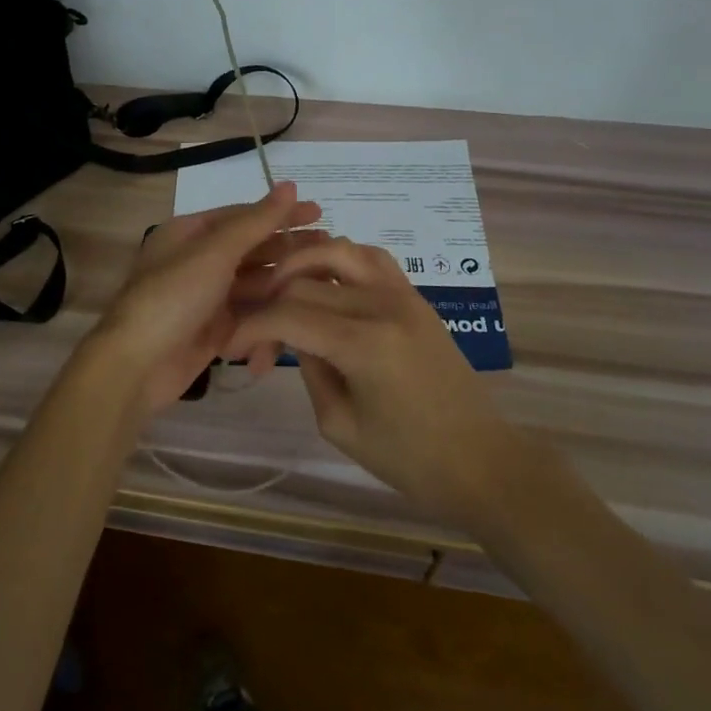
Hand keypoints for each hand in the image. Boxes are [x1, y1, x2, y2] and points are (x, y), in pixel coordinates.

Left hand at [77, 182, 323, 415]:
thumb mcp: (215, 252)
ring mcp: (206, 297)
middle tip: (329, 248)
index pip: (242, 216)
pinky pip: (248, 315)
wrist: (137, 365)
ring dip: (282, 282)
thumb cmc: (173, 297)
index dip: (280, 214)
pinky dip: (268, 315)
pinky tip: (295, 313)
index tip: (319, 213)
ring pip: (253, 283)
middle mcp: (197, 260)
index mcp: (189, 233)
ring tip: (321, 281)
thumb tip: (289, 185)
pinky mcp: (214, 330)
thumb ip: (255, 222)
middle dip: (287, 249)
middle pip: (250, 249)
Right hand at [224, 237, 509, 521]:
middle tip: (258, 342)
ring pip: (338, 250)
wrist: (481, 460)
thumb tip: (293, 335)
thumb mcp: (339, 423)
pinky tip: (325, 279)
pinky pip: (372, 257)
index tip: (230, 345)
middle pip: (304, 281)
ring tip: (281, 289)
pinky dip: (341, 258)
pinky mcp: (415, 297)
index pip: (288, 314)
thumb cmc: (408, 458)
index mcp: (363, 344)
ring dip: (302, 263)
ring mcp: (403, 294)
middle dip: (270, 306)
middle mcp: (382, 305)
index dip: (251, 326)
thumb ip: (309, 369)